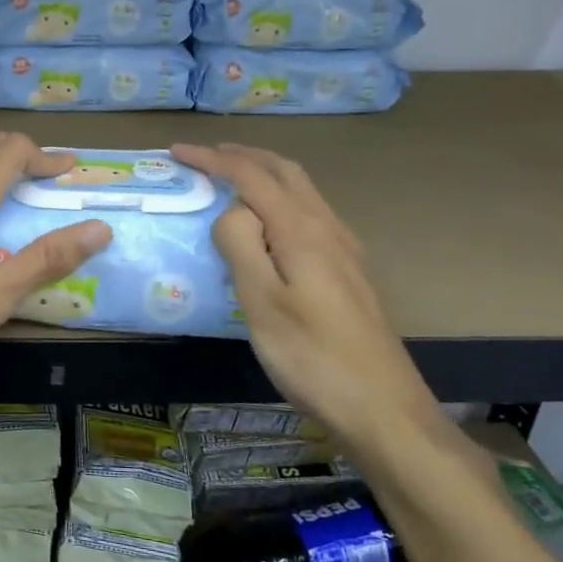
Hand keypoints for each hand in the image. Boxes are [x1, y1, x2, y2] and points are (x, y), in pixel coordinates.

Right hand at [171, 142, 438, 446]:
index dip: (214, 159)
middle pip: (285, 172)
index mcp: (302, 231)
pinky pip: (310, 213)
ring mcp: (345, 250)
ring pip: (302, 191)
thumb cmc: (312, 358)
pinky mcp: (349, 272)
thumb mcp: (262, 303)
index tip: (178, 152)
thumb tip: (231, 210)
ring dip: (265, 173)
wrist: (383, 409)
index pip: (252, 176)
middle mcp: (328, 228)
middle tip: (206, 156)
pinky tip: (270, 224)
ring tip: (232, 178)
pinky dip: (281, 198)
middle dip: (244, 155)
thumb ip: (241, 246)